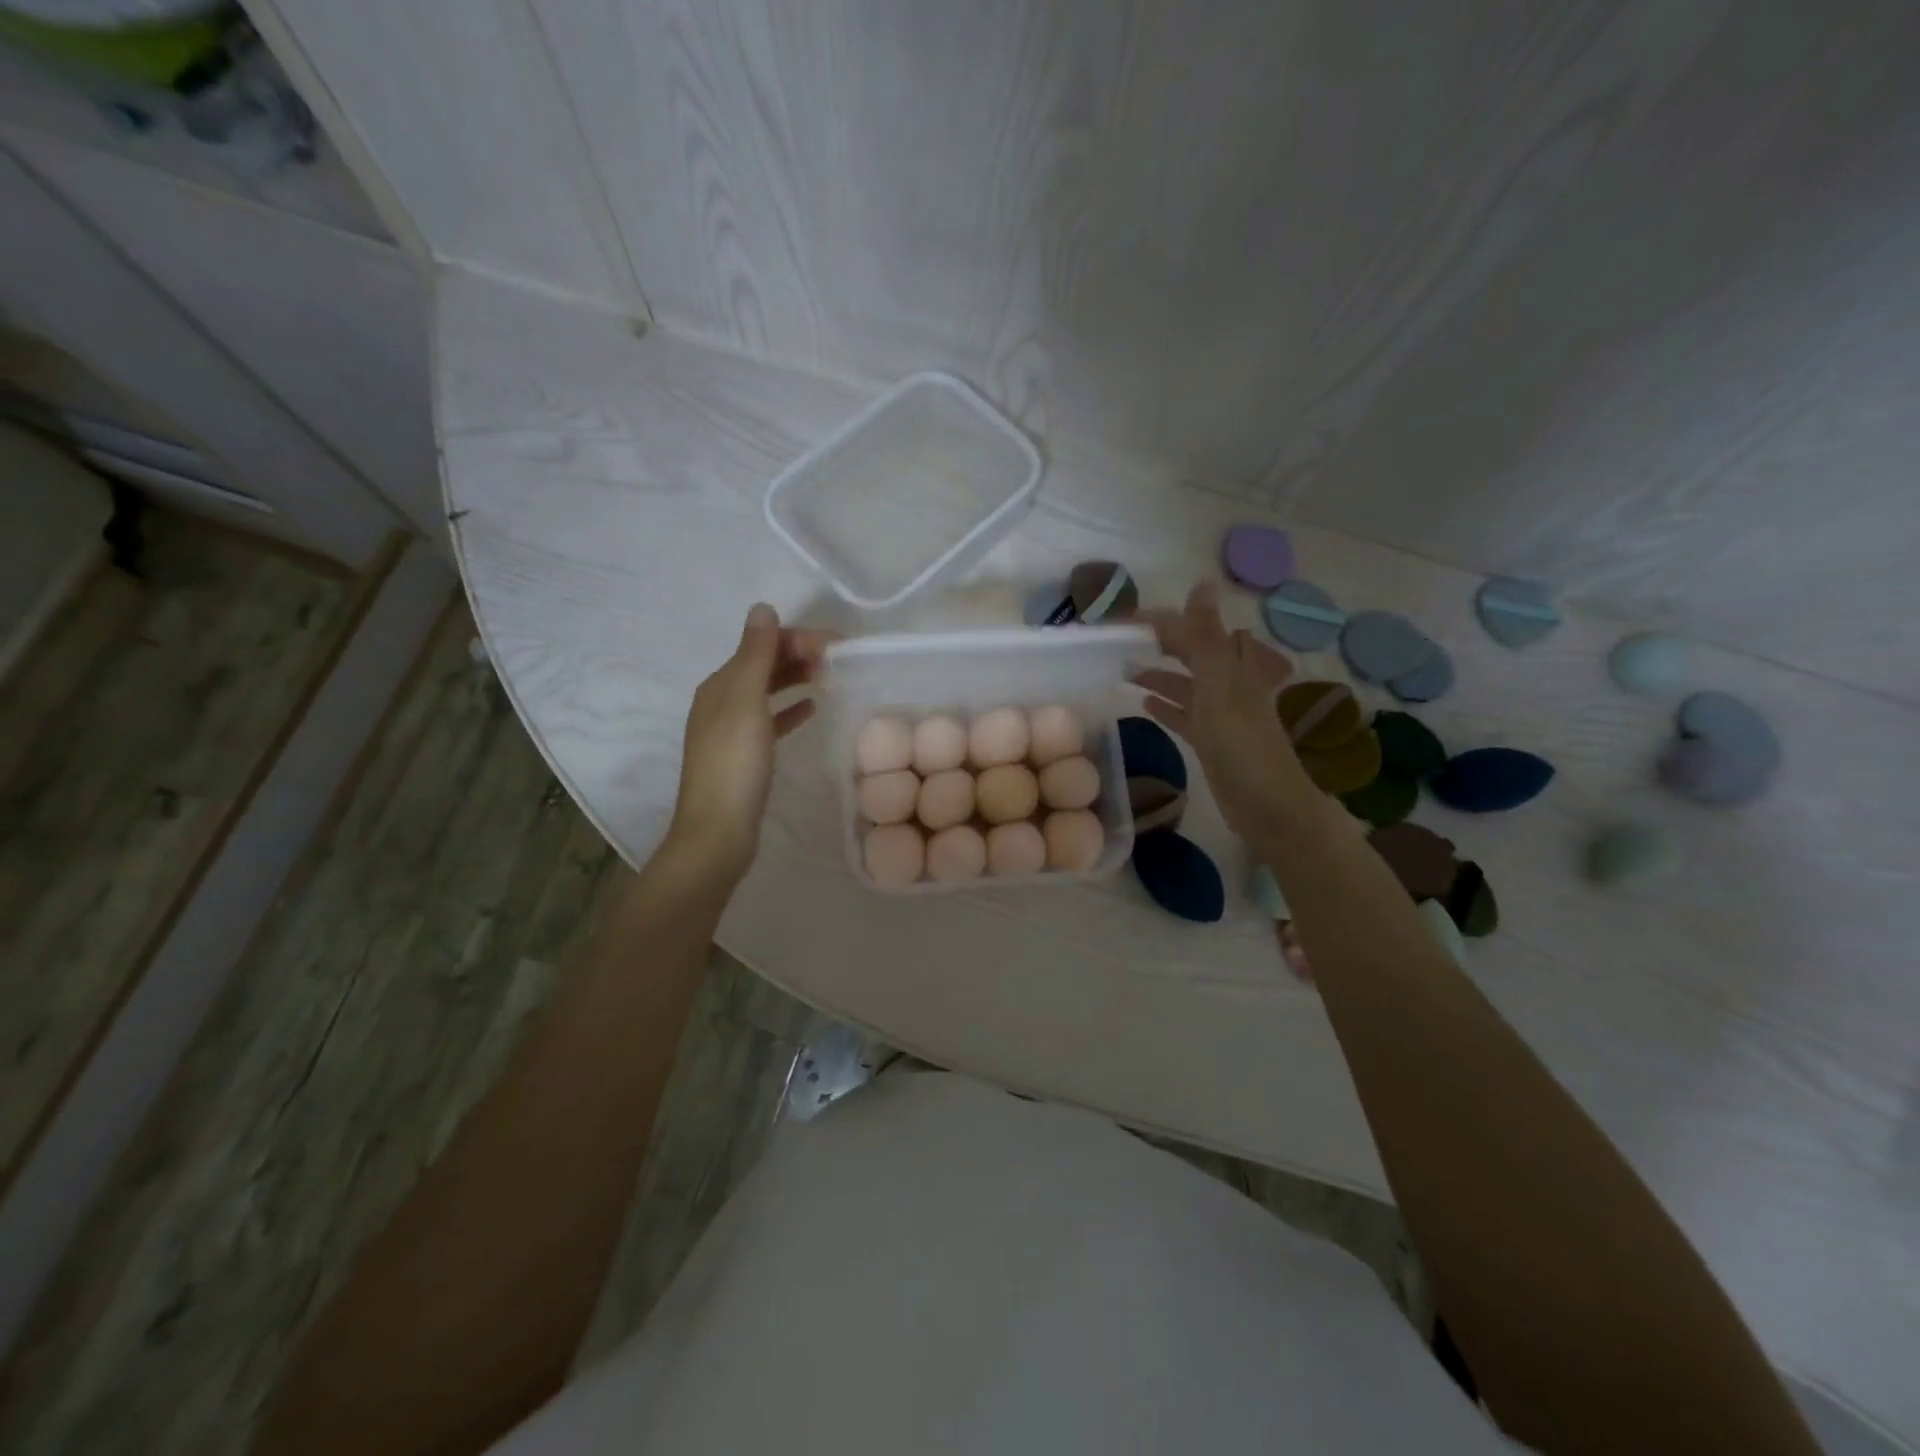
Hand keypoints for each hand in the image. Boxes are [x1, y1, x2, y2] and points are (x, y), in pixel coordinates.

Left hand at [667, 603, 829, 882]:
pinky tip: (812, 709)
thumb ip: (756, 655)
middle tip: (838, 660)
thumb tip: (762, 608)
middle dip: (798, 655)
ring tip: (829, 677)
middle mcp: (721, 702)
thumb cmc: (734, 764)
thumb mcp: (745, 702)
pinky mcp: (745, 756)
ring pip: (768, 691)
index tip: (836, 646)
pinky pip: (771, 720)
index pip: (760, 645)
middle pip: (763, 666)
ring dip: (795, 678)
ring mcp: (732, 731)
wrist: (719, 831)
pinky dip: (790, 709)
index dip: (796, 638)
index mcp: (720, 685)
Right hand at [1133, 584, 1310, 844]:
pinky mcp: (1213, 741)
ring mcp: (1221, 714)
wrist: (1267, 805)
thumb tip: (1202, 583)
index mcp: (1235, 666)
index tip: (1126, 621)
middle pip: (1193, 654)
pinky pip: (1185, 715)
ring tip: (1125, 670)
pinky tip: (1144, 704)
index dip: (1165, 622)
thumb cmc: (1242, 743)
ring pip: (1187, 685)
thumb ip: (1207, 637)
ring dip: (1160, 675)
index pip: (1196, 631)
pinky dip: (1166, 706)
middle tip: (1123, 642)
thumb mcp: (1221, 685)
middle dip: (1163, 644)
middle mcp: (1230, 684)